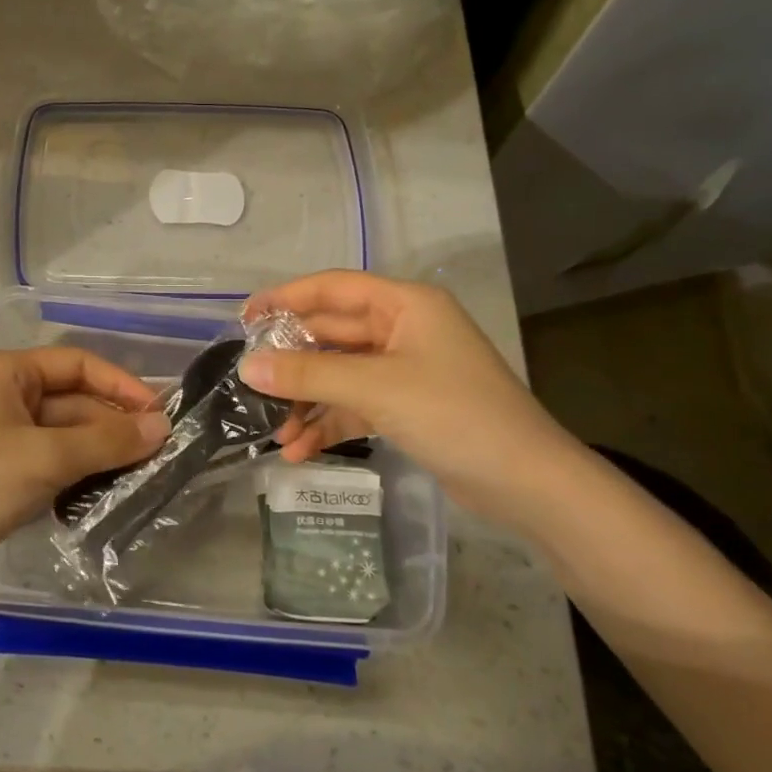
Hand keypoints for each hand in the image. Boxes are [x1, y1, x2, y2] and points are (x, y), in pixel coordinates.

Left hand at [0, 347, 169, 597]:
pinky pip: (45, 460)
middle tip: (157, 452)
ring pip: (60, 433)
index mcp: (2, 371)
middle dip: (111, 425)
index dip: (120, 385)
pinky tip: (103, 489)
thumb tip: (163, 427)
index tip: (158, 414)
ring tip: (140, 473)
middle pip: (69, 400)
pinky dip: (74, 471)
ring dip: (97, 450)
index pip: (75, 363)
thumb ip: (108, 440)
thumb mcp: (46, 457)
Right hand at [240, 271, 587, 526]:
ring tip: (273, 432)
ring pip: (339, 374)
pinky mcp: (407, 407)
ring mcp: (405, 370)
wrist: (526, 483)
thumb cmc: (454, 414)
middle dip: (292, 362)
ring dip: (306, 401)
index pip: (333, 288)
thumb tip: (247, 368)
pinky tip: (299, 451)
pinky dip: (328, 423)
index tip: (244, 319)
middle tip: (248, 383)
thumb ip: (309, 374)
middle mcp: (403, 330)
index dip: (285, 298)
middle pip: (332, 335)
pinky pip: (354, 405)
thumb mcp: (376, 388)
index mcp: (405, 305)